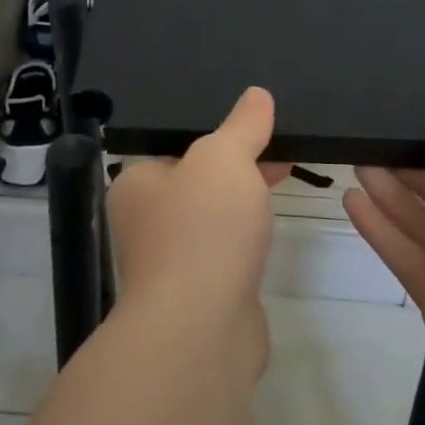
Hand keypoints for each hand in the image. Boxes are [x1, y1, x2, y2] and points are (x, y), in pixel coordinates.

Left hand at [106, 87, 288, 355]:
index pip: (177, 147)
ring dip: (244, 202)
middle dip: (238, 166)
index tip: (259, 126)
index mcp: (137, 184)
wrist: (201, 329)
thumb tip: (257, 95)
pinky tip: (271, 233)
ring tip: (286, 177)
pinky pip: (226, 252)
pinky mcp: (201, 294)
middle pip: (198, 182)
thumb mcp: (224, 159)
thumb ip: (242, 125)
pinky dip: (248, 239)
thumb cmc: (202, 230)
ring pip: (214, 218)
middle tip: (281, 148)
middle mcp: (146, 222)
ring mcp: (172, 262)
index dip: (219, 134)